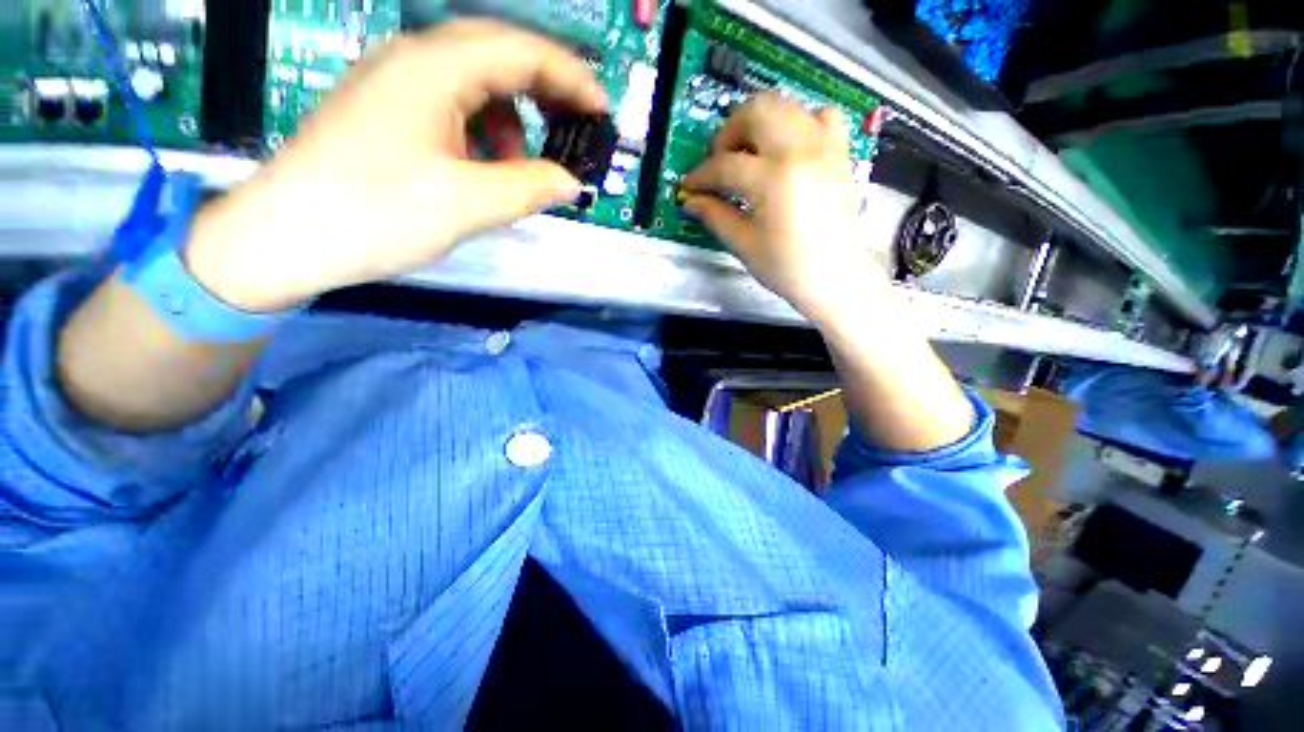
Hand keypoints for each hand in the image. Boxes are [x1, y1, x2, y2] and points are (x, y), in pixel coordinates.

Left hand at [186, 20, 606, 311]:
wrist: (285, 238)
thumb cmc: (376, 214)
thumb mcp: (468, 204)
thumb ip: (530, 187)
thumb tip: (571, 182)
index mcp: (433, 69)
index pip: (520, 51)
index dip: (570, 78)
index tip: (602, 109)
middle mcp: (413, 60)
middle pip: (497, 55)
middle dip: (546, 89)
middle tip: (578, 126)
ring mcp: (395, 84)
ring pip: (474, 83)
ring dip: (512, 118)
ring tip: (525, 166)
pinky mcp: (386, 111)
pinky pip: (451, 106)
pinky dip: (482, 132)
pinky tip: (485, 166)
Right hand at [681, 94, 885, 321]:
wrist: (836, 276)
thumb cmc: (787, 267)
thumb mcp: (744, 245)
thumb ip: (715, 216)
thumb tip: (690, 200)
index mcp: (774, 180)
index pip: (725, 164)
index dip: (701, 175)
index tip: (689, 187)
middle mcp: (801, 150)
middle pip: (756, 111)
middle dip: (729, 133)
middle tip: (721, 164)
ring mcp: (825, 145)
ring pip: (785, 104)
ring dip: (758, 123)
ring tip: (749, 155)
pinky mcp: (839, 150)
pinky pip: (820, 115)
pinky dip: (798, 123)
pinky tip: (787, 149)